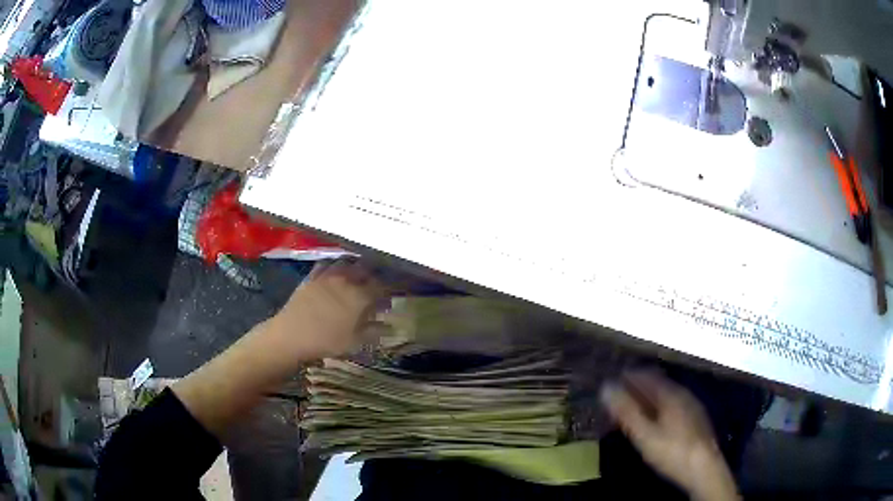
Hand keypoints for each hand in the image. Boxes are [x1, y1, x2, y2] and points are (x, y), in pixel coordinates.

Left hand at [271, 259, 387, 358]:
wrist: (292, 335)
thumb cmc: (326, 341)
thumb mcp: (355, 341)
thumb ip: (374, 331)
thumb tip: (391, 326)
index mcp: (360, 296)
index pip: (383, 285)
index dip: (393, 286)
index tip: (399, 288)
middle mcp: (346, 280)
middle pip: (366, 268)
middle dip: (376, 272)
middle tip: (380, 279)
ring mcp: (327, 276)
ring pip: (347, 262)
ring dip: (356, 264)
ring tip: (360, 271)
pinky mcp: (312, 276)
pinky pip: (326, 263)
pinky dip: (335, 264)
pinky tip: (336, 269)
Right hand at [600, 370, 739, 500]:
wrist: (703, 468)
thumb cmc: (672, 451)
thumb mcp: (644, 434)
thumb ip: (626, 411)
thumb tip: (606, 387)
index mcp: (671, 393)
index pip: (647, 376)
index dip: (628, 377)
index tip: (612, 383)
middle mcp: (683, 394)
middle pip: (657, 385)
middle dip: (636, 390)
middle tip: (618, 401)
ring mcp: (691, 406)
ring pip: (665, 397)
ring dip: (646, 400)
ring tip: (631, 413)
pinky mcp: (695, 420)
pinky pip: (672, 406)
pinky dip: (657, 409)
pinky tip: (652, 423)